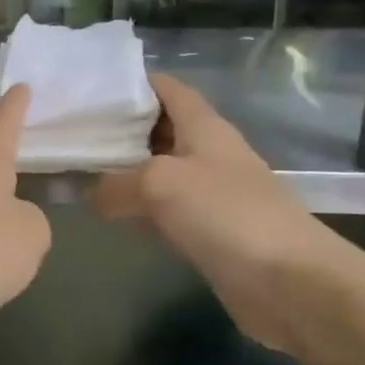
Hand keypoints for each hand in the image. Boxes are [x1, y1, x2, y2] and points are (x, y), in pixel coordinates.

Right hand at [92, 75, 355, 354]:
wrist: (290, 281)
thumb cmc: (226, 214)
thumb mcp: (159, 184)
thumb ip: (116, 183)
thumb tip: (91, 195)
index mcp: (204, 126)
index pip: (166, 88)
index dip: (130, 83)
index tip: (89, 89)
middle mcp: (208, 152)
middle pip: (159, 128)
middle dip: (120, 128)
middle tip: (74, 132)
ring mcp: (212, 192)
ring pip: (160, 170)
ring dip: (126, 170)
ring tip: (80, 170)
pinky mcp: (211, 230)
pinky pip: (166, 208)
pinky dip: (140, 207)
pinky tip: (111, 215)